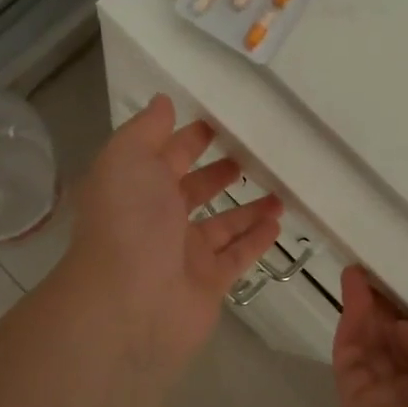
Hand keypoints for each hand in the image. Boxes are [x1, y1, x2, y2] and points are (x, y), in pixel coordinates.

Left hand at [63, 96, 282, 374]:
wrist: (129, 303)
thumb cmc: (129, 222)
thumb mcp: (127, 158)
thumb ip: (146, 129)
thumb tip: (162, 103)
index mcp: (135, 187)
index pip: (164, 155)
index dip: (187, 138)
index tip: (218, 122)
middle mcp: (157, 219)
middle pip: (193, 190)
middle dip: (219, 172)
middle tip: (255, 154)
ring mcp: (184, 253)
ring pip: (221, 224)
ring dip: (247, 206)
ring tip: (280, 188)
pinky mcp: (209, 282)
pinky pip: (238, 255)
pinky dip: (257, 240)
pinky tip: (279, 222)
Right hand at [332, 266, 407, 406]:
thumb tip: (400, 333)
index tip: (395, 282)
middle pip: (392, 345)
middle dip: (379, 309)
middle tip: (367, 272)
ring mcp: (387, 404)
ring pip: (368, 350)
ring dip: (360, 311)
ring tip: (355, 272)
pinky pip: (350, 360)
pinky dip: (349, 324)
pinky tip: (354, 291)